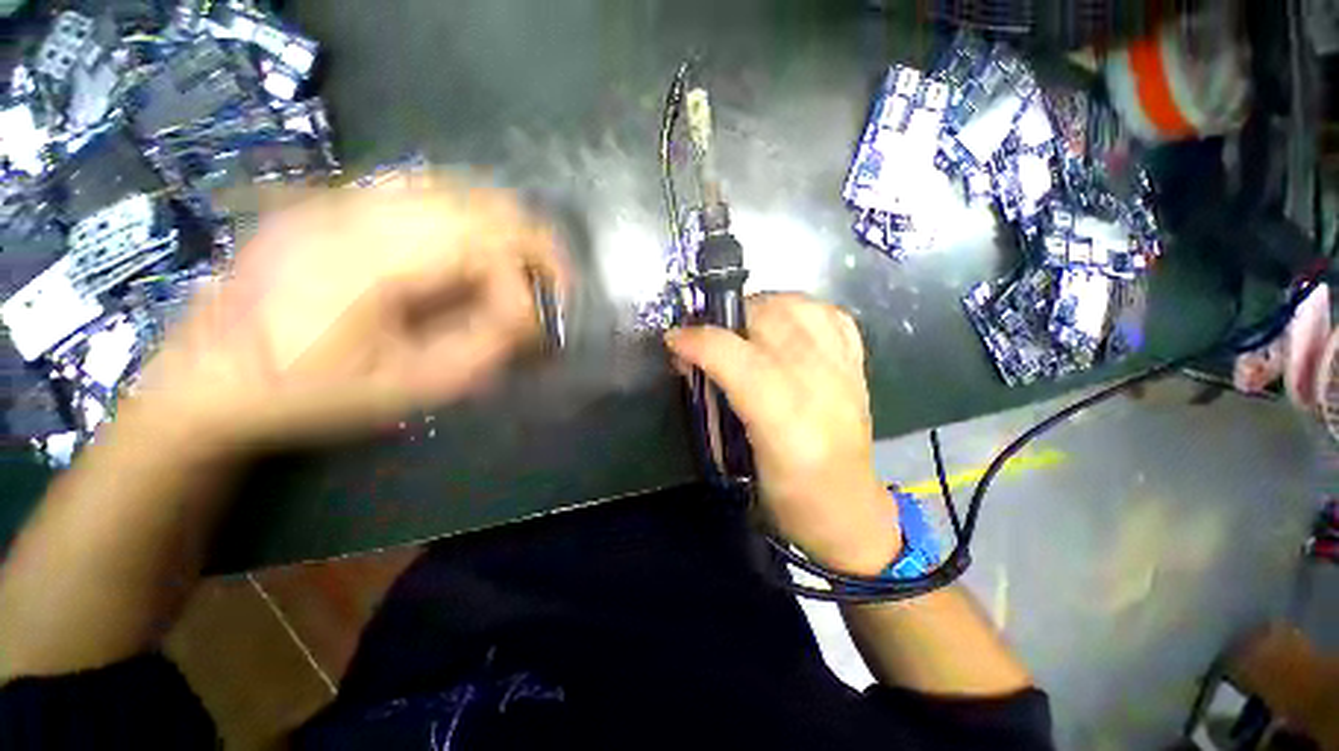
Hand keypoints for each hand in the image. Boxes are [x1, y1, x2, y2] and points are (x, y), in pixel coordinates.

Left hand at [132, 181, 565, 453]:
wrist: (210, 372)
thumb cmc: (306, 392)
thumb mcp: (404, 389)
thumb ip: (482, 349)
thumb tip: (529, 317)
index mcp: (365, 261)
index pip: (484, 250)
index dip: (523, 291)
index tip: (535, 331)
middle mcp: (360, 210)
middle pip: (483, 204)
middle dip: (538, 249)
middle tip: (556, 289)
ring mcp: (348, 195)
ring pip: (464, 187)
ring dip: (511, 229)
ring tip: (528, 271)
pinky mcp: (343, 197)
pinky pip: (434, 188)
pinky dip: (478, 216)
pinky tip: (483, 250)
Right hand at [666, 294, 899, 575]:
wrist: (848, 511)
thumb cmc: (786, 497)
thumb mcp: (737, 456)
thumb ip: (711, 403)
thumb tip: (687, 360)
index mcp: (785, 421)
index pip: (737, 358)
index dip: (698, 341)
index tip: (674, 340)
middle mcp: (820, 386)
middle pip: (769, 320)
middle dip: (728, 318)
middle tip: (709, 336)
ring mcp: (844, 371)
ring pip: (800, 307)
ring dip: (763, 307)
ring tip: (745, 327)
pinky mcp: (858, 367)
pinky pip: (831, 315)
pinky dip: (802, 310)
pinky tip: (786, 326)